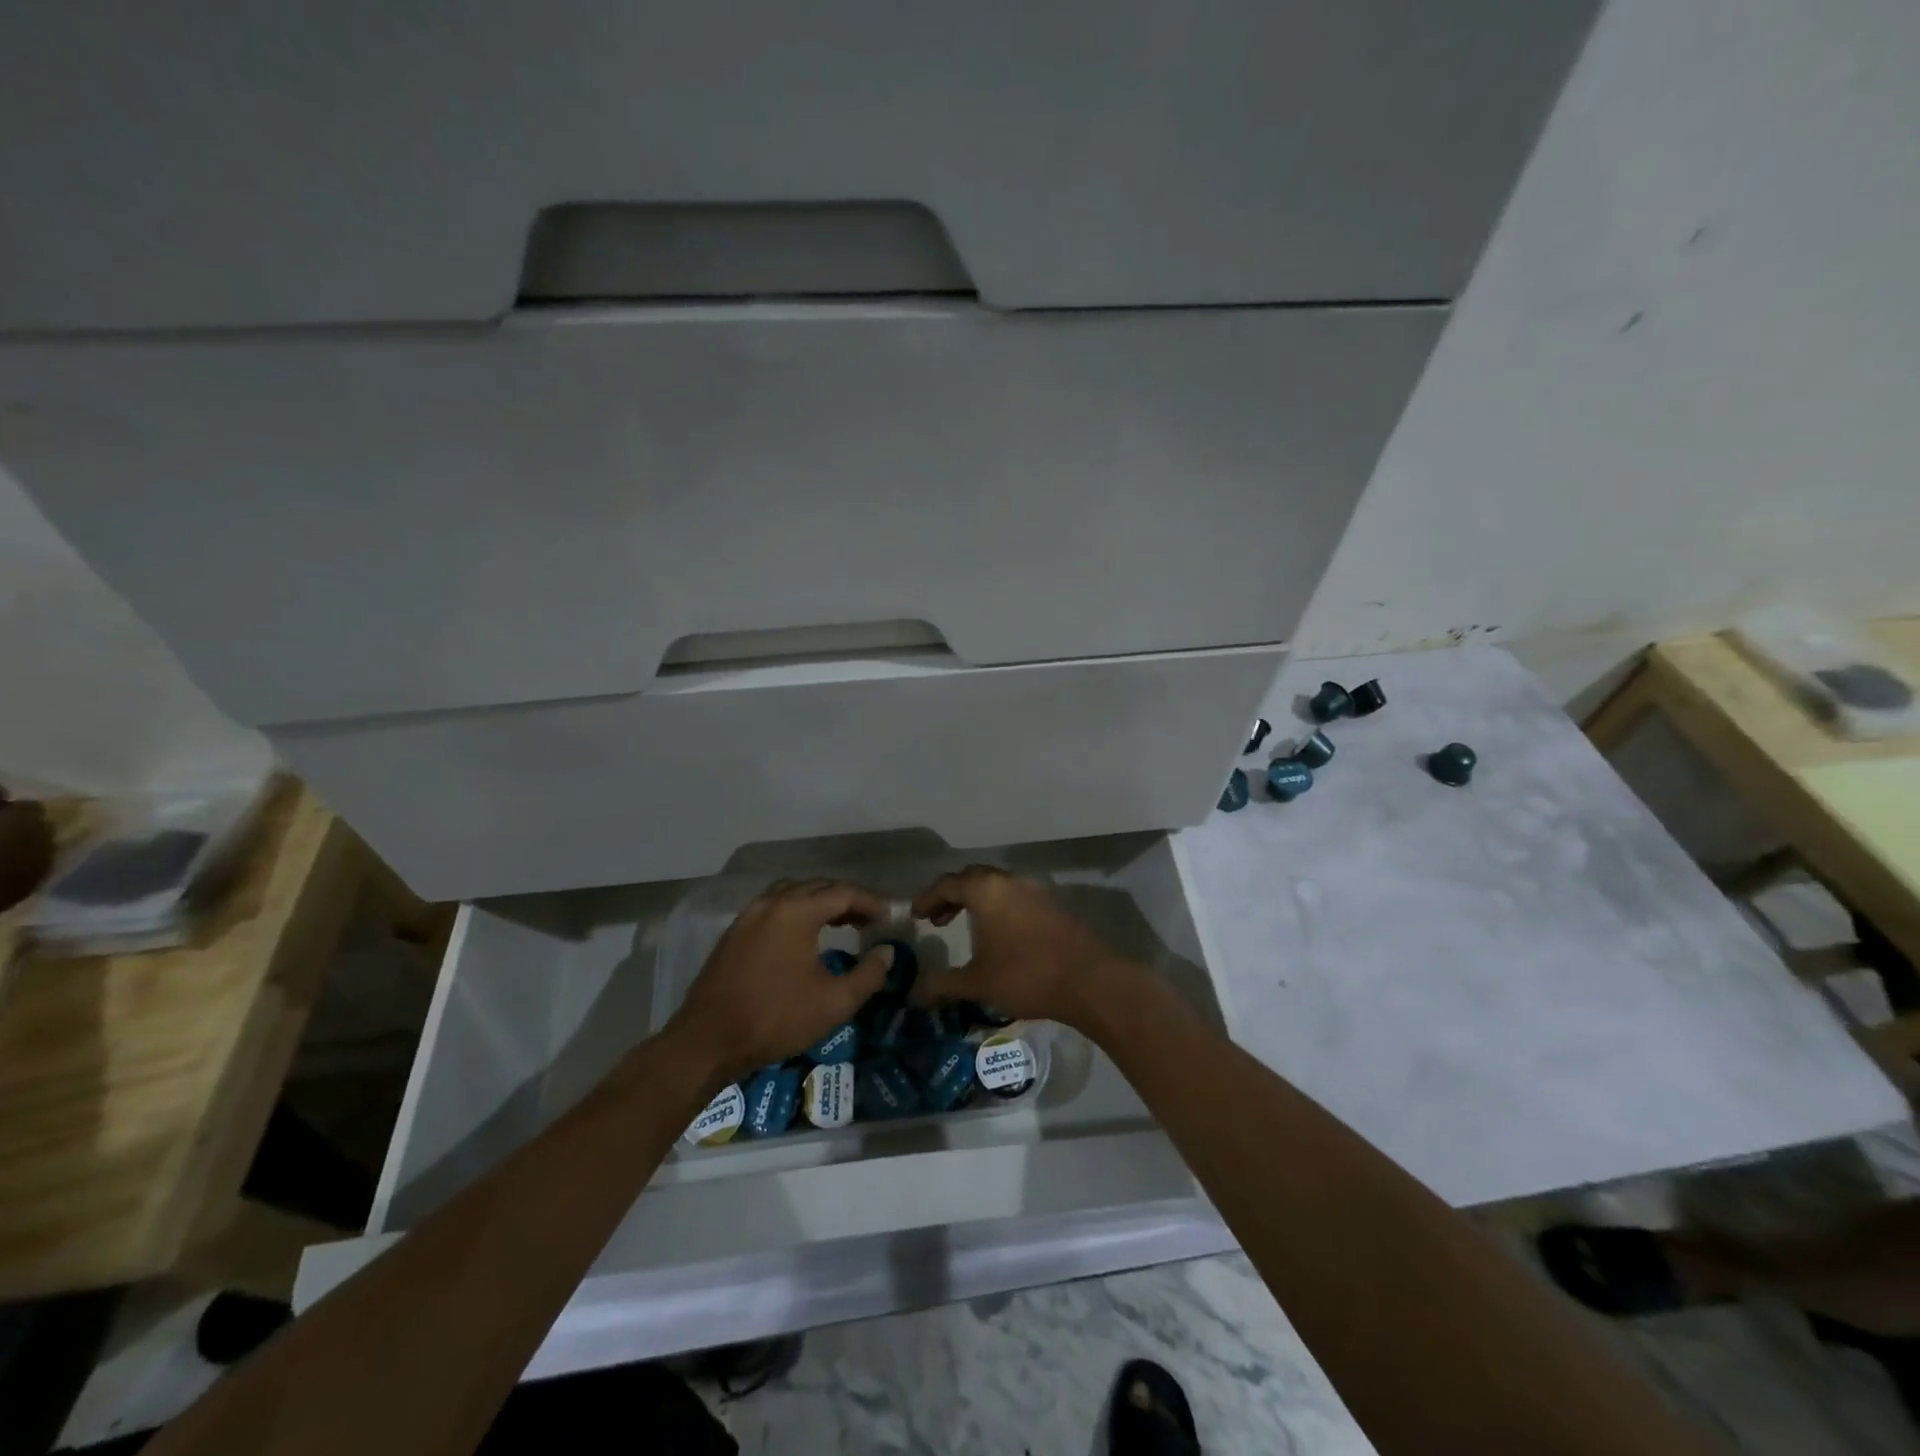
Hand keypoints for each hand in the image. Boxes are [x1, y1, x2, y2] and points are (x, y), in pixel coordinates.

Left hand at [664, 879, 893, 1082]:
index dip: (871, 901)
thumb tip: (887, 952)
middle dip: (847, 898)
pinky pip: (773, 907)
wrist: (708, 1041)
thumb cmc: (775, 1018)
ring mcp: (748, 915)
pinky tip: (803, 936)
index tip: (889, 916)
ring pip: (792, 893)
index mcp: (797, 911)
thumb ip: (869, 974)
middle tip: (869, 919)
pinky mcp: (734, 932)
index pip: (843, 892)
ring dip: (819, 901)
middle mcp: (772, 903)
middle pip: (818, 886)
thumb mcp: (834, 1003)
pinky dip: (796, 911)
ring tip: (839, 922)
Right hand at [908, 866, 1129, 1026]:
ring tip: (966, 926)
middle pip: (972, 878)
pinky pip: (1016, 896)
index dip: (927, 898)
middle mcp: (1009, 881)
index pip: (947, 883)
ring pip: (997, 886)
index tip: (915, 915)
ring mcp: (1035, 890)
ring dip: (977, 901)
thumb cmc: (1025, 975)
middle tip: (937, 918)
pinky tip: (1000, 934)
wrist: (1088, 980)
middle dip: (951, 895)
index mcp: (986, 890)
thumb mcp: (977, 982)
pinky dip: (999, 907)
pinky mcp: (1053, 904)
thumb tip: (913, 994)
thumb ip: (942, 984)